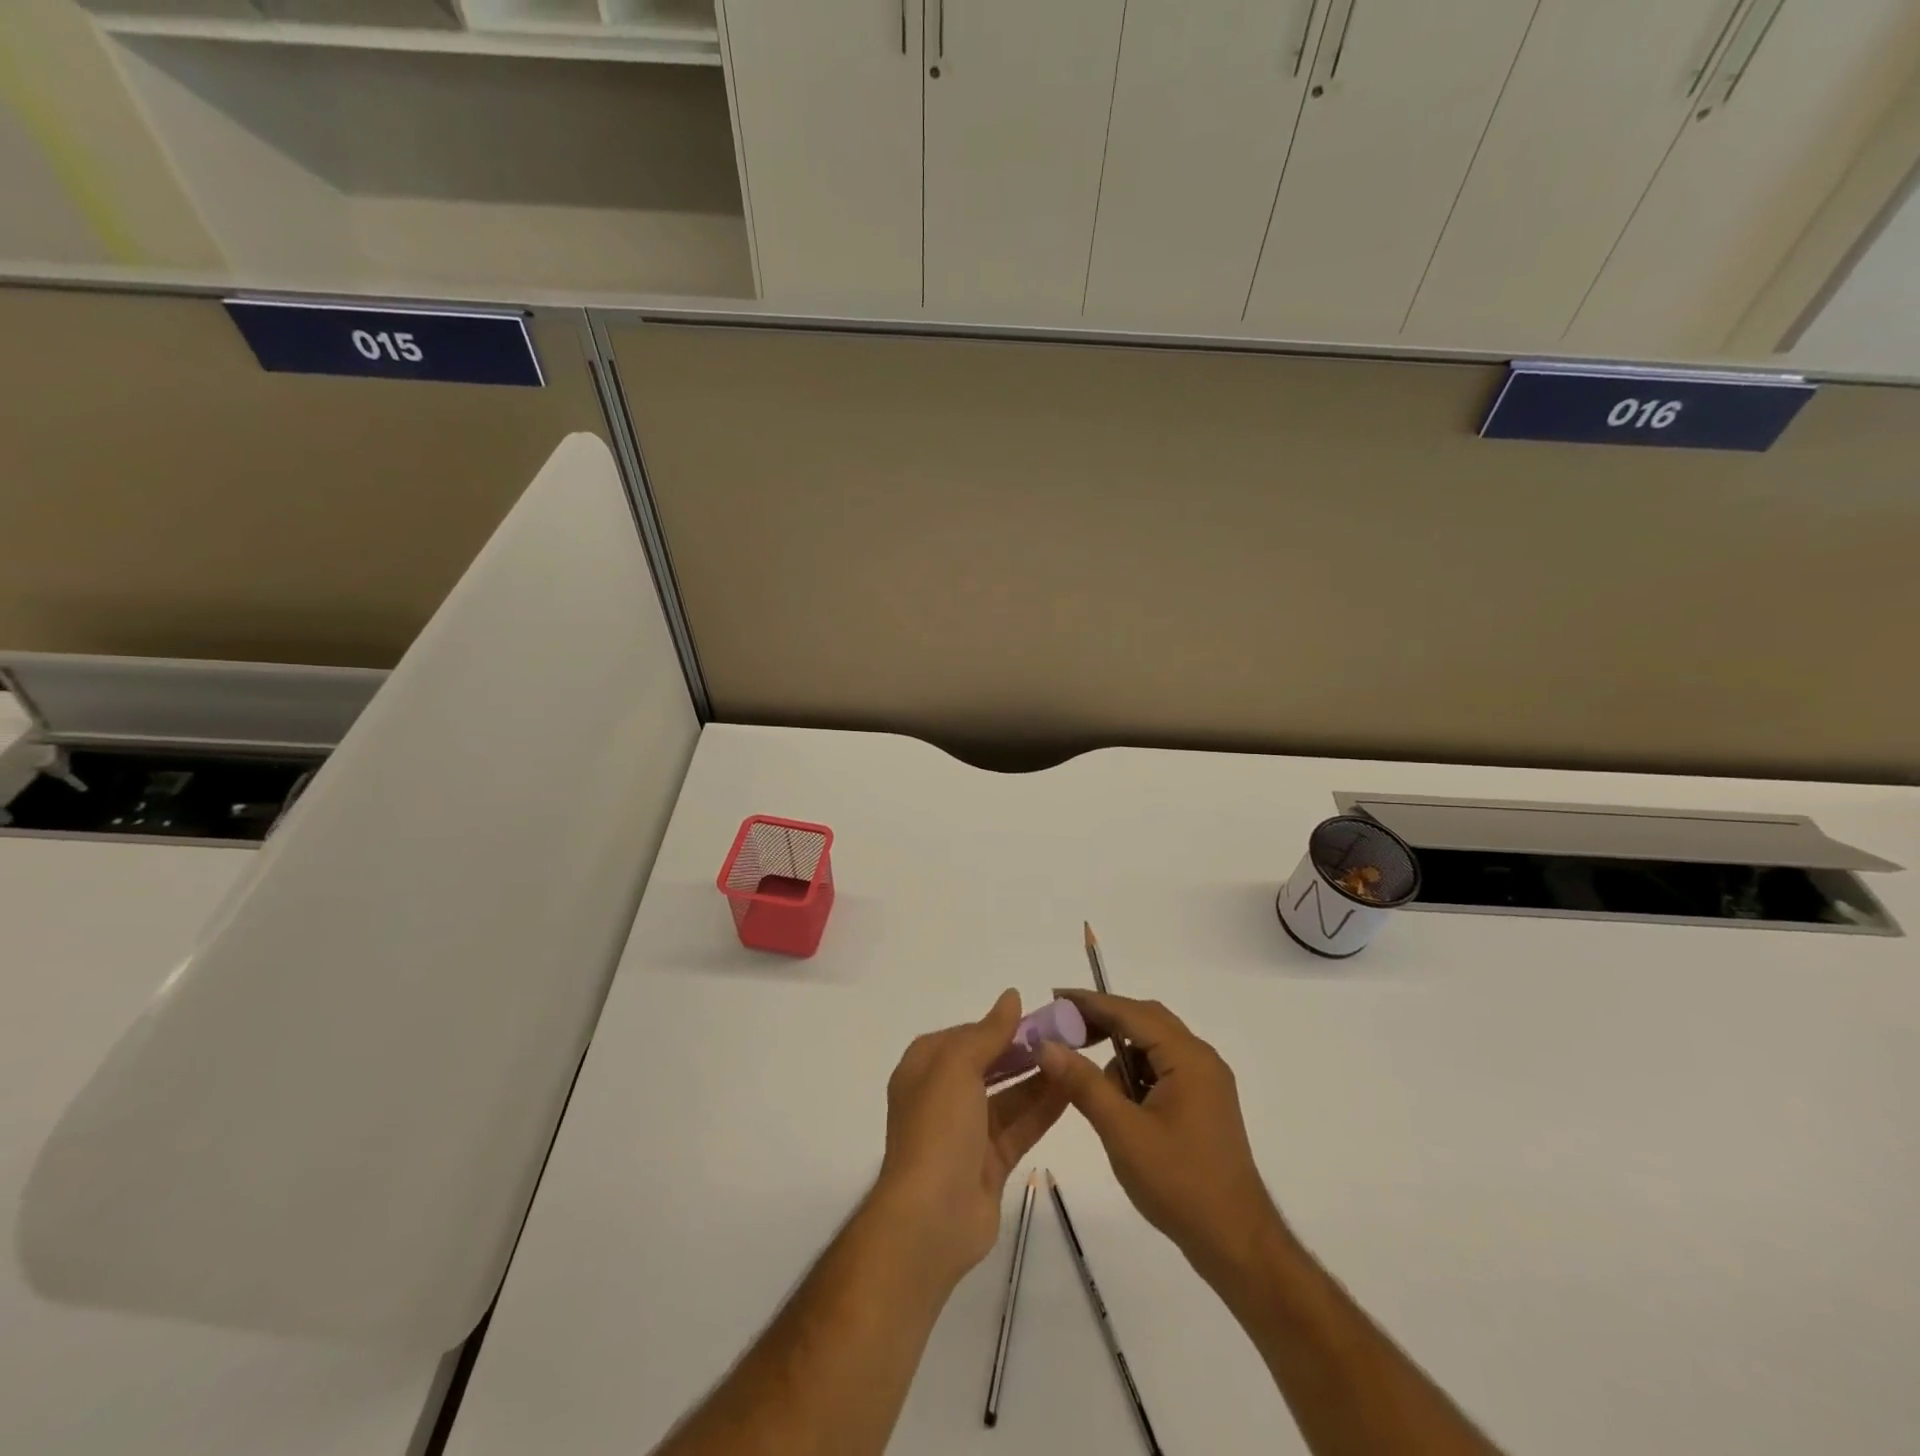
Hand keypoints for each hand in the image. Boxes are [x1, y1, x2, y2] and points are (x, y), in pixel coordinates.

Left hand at [874, 989, 1067, 1286]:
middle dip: (1022, 1051)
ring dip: (1038, 1078)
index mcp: (924, 1069)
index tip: (1036, 1017)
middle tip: (1065, 1038)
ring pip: (1008, 1096)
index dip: (998, 1026)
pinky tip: (1072, 1092)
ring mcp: (966, 1132)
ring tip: (1076, 1059)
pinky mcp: (989, 1163)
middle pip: (988, 1064)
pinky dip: (1043, 1110)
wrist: (930, 1219)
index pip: (964, 1036)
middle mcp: (942, 1096)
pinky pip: (1020, 1127)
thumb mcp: (958, 1067)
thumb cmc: (938, 1129)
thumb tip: (1011, 996)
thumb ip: (988, 1032)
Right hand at [1036, 991, 1282, 1286]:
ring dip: (1119, 1052)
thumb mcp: (1122, 1132)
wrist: (1236, 1243)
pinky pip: (1162, 1069)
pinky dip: (1135, 1074)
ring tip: (1086, 1077)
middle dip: (1103, 1022)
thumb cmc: (1179, 1184)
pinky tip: (1117, 1101)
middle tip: (1063, 1031)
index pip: (1131, 1012)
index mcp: (1188, 1057)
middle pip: (1145, 1021)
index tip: (1054, 997)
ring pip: (1153, 1046)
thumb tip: (1046, 1045)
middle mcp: (1201, 1059)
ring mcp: (1206, 1082)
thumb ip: (1083, 1083)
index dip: (1090, 1003)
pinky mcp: (1203, 1103)